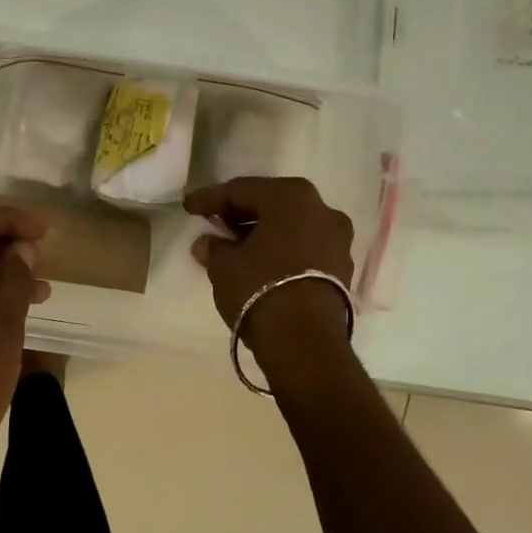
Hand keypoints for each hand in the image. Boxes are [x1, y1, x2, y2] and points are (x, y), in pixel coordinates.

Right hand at [184, 177, 355, 351]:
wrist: (305, 342)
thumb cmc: (260, 289)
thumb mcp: (224, 266)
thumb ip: (214, 248)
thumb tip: (209, 244)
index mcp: (291, 196)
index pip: (242, 190)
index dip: (211, 198)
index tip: (189, 207)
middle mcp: (321, 209)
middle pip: (271, 204)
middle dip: (240, 213)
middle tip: (213, 223)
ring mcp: (337, 239)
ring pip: (291, 226)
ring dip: (262, 232)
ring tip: (233, 246)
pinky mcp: (342, 267)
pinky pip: (304, 247)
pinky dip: (281, 249)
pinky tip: (259, 263)